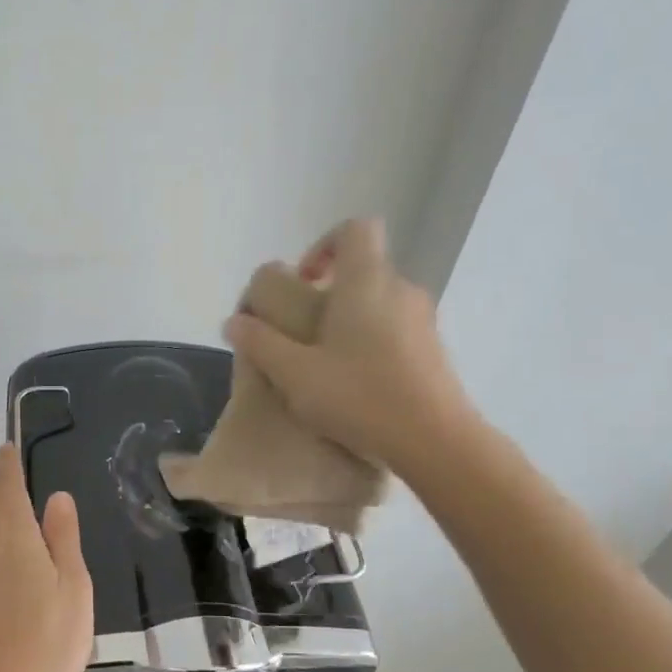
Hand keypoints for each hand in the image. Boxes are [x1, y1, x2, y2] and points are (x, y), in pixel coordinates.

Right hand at [225, 218, 476, 474]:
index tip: (303, 281)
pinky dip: (370, 342)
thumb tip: (234, 321)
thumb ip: (260, 343)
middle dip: (328, 293)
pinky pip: (395, 329)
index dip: (324, 244)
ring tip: (324, 363)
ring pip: (378, 302)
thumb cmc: (361, 397)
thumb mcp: (294, 374)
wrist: (436, 442)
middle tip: (301, 333)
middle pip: (363, 268)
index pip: (355, 228)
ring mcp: (422, 319)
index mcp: (366, 282)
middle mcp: (400, 289)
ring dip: (348, 320)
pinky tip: (354, 384)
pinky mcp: (434, 349)